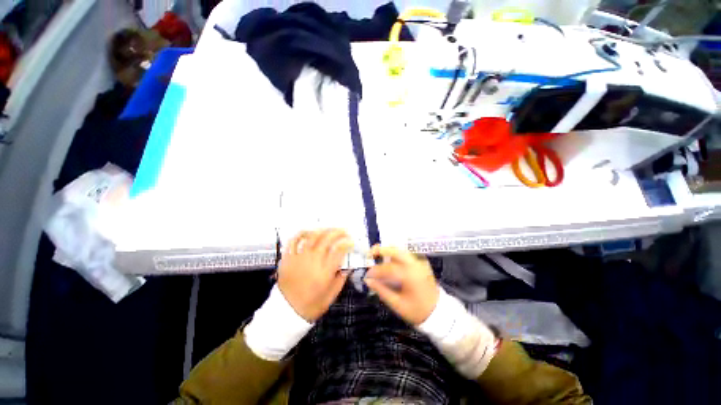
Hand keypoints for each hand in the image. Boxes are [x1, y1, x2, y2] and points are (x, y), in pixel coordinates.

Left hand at [278, 229, 351, 321]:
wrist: (286, 313)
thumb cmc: (312, 305)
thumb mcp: (331, 295)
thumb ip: (341, 279)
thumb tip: (348, 266)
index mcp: (325, 272)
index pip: (339, 250)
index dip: (347, 243)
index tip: (351, 241)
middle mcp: (313, 261)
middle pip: (327, 239)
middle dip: (338, 232)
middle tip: (343, 231)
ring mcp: (299, 258)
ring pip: (311, 237)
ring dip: (322, 230)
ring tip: (328, 229)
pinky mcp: (288, 258)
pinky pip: (293, 241)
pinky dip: (301, 234)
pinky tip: (308, 231)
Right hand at [365, 245, 439, 325]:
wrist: (439, 312)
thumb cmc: (417, 311)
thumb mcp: (397, 304)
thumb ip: (382, 290)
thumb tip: (368, 280)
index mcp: (410, 276)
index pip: (388, 268)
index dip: (376, 270)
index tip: (367, 274)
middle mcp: (416, 264)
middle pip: (396, 251)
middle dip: (381, 249)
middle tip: (370, 253)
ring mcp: (420, 262)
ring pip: (401, 250)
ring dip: (388, 251)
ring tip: (378, 255)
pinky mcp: (422, 262)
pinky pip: (406, 254)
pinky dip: (396, 254)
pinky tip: (389, 260)